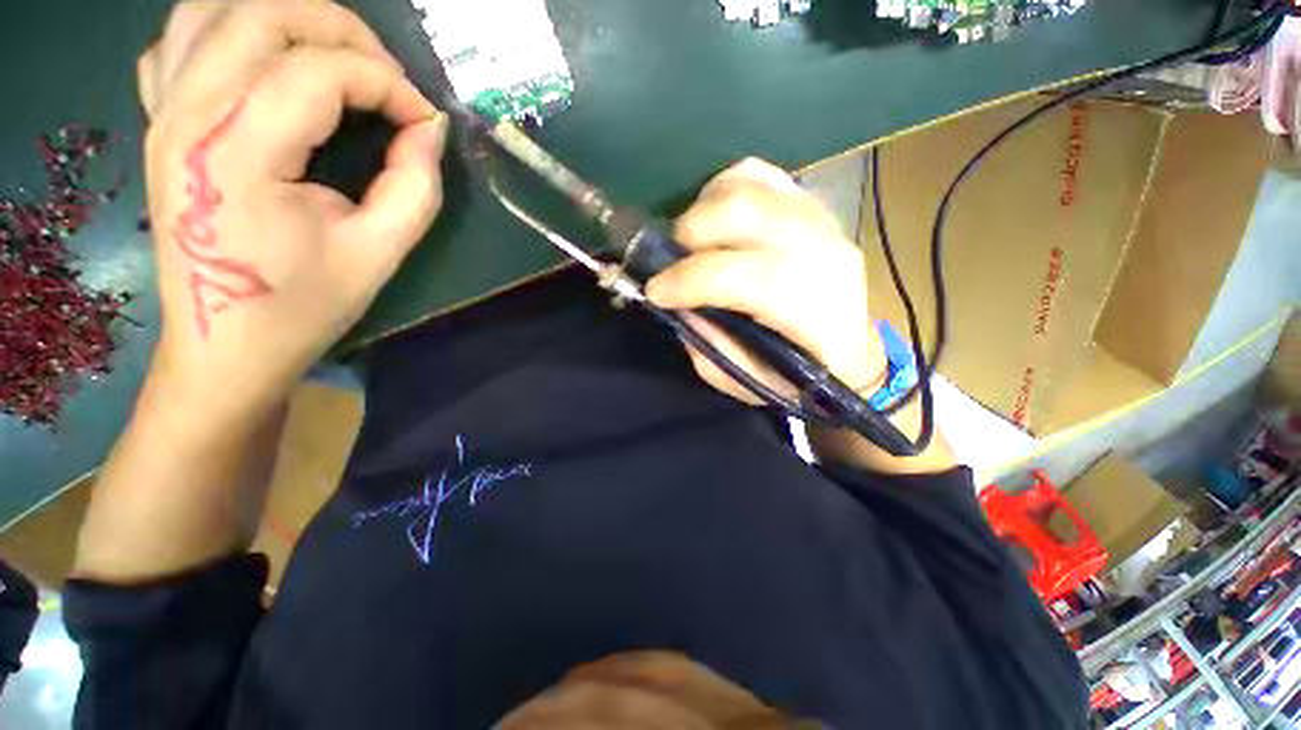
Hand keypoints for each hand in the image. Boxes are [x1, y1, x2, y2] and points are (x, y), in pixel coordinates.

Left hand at [138, 0, 446, 420]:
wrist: (225, 347)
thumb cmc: (304, 306)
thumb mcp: (380, 253)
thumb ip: (415, 185)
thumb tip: (429, 129)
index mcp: (238, 154)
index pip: (320, 71)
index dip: (388, 85)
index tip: (425, 121)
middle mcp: (188, 115)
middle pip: (264, 14)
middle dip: (343, 30)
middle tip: (387, 77)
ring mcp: (164, 114)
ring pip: (214, 10)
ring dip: (285, 17)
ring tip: (333, 56)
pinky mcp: (159, 124)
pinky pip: (179, 41)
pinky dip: (228, 31)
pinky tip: (263, 63)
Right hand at [647, 158, 886, 405]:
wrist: (851, 352)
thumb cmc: (799, 377)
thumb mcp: (746, 380)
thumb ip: (709, 344)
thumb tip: (675, 302)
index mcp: (813, 309)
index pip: (741, 276)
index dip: (687, 280)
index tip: (654, 292)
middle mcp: (822, 252)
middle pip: (742, 212)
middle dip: (688, 235)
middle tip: (670, 263)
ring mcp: (820, 219)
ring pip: (746, 184)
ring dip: (702, 211)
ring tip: (692, 243)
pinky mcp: (811, 204)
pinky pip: (758, 174)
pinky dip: (724, 190)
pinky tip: (715, 219)